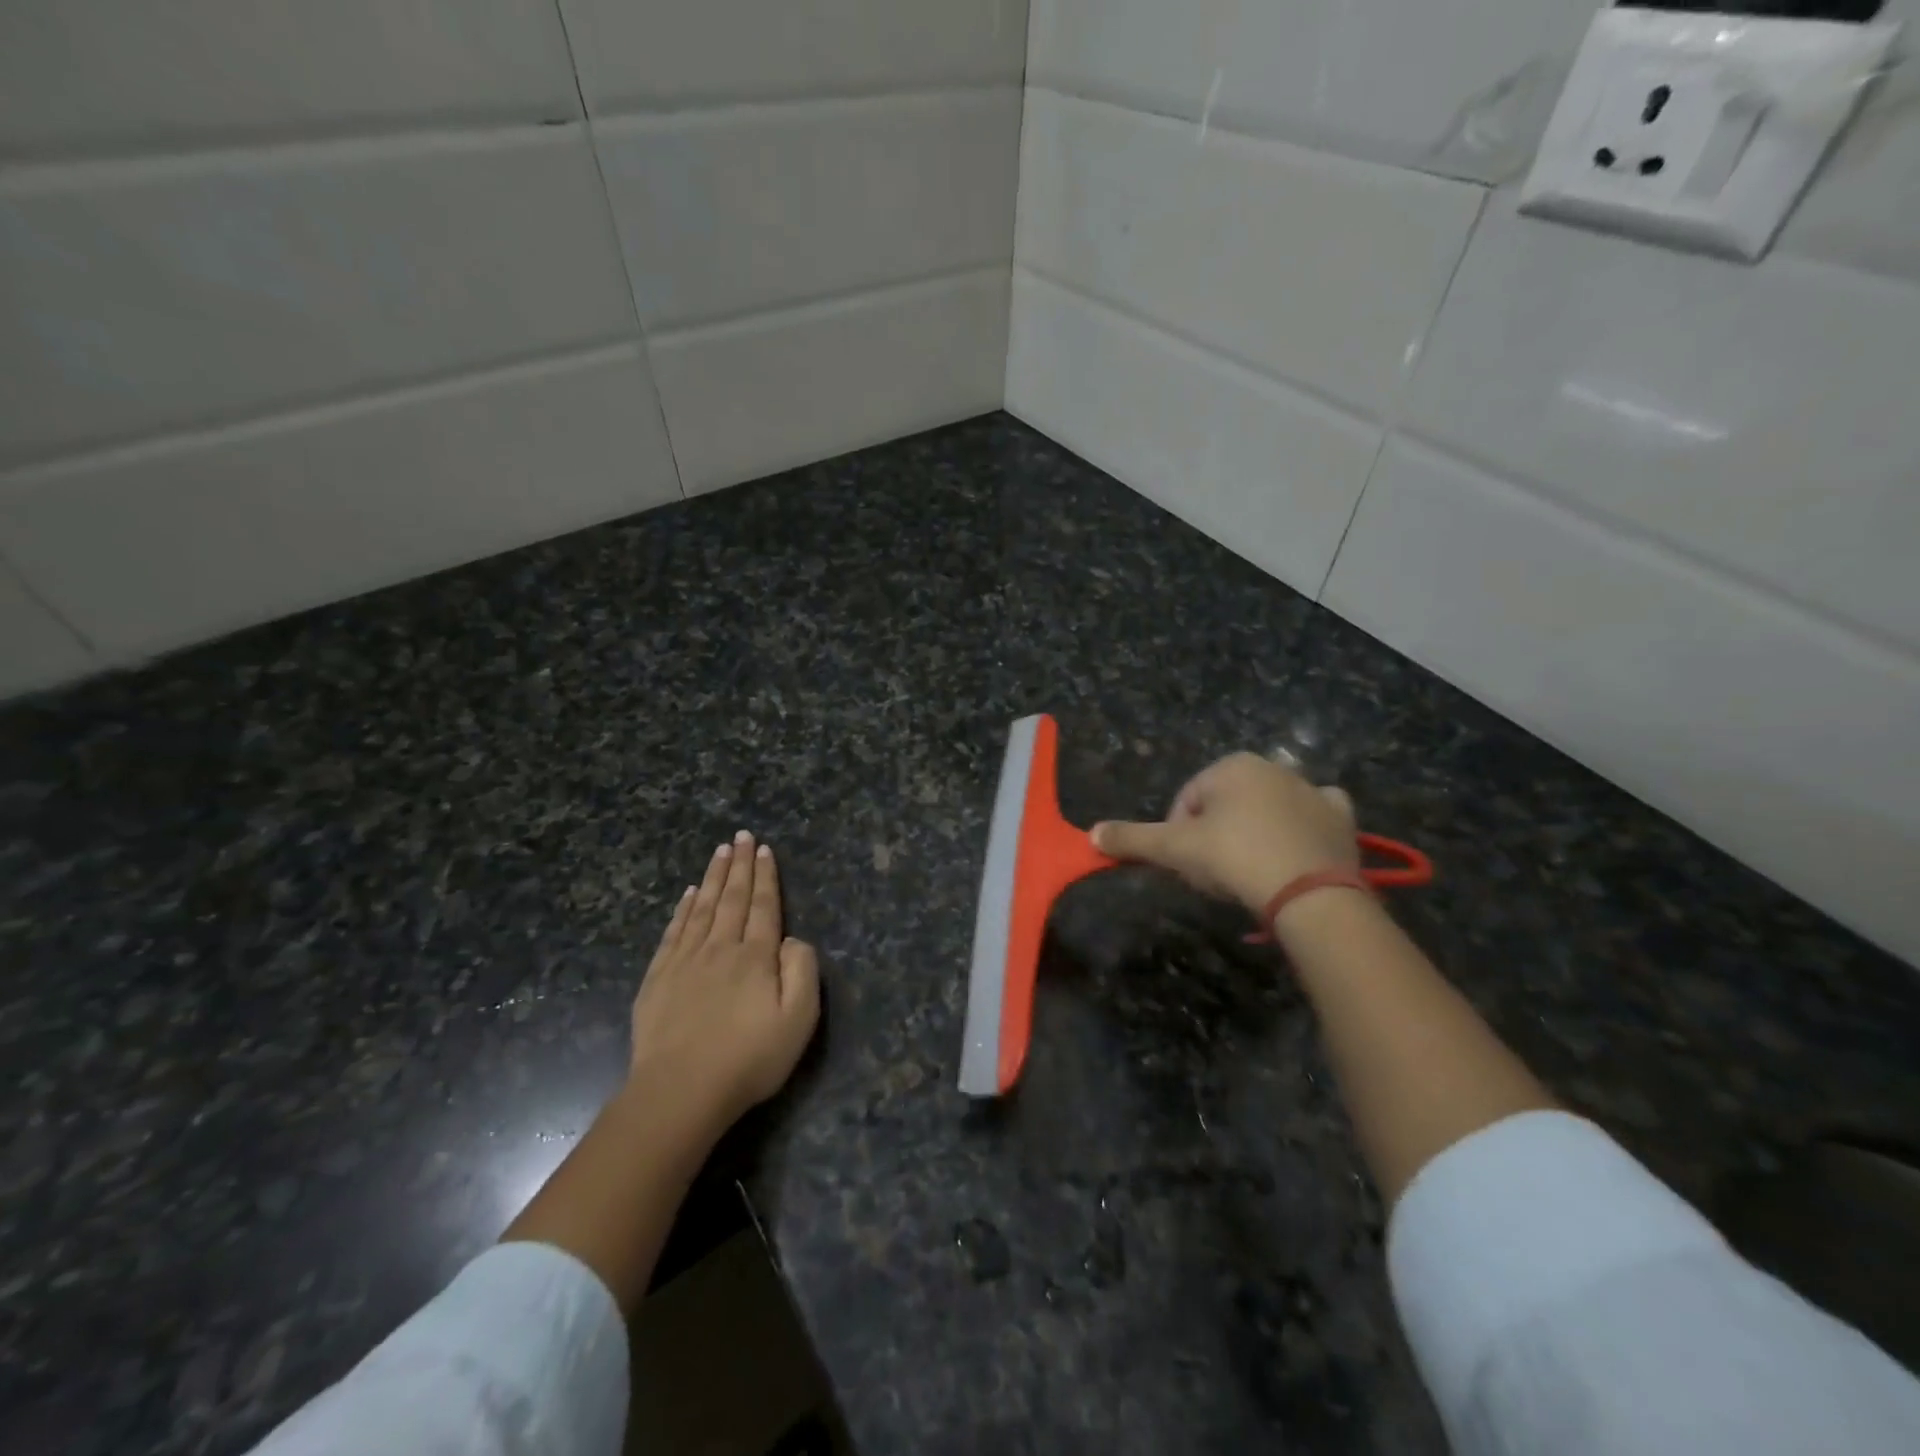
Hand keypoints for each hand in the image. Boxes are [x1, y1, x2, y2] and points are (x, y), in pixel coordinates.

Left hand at [629, 830, 819, 1131]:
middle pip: (733, 898)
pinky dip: (683, 909)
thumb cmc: (748, 1059)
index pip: (764, 906)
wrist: (679, 1093)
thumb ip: (802, 971)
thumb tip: (792, 940)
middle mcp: (721, 948)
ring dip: (713, 877)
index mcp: (756, 957)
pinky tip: (688, 894)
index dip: (766, 876)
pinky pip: (674, 931)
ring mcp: (685, 961)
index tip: (764, 849)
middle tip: (741, 836)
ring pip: (703, 907)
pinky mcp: (658, 978)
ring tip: (720, 851)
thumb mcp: (798, 1020)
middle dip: (740, 865)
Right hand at [1092, 753, 1357, 912]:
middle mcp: (1272, 767)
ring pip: (1268, 808)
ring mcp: (1311, 790)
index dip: (1178, 834)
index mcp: (1230, 766)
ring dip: (1255, 832)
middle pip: (1227, 804)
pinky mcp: (1339, 817)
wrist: (1309, 892)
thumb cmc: (1233, 859)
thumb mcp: (1174, 850)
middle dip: (1216, 835)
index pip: (1187, 800)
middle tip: (1216, 873)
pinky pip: (1315, 816)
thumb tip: (1092, 833)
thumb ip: (1132, 838)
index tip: (1186, 865)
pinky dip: (1304, 828)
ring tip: (1252, 872)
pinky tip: (1295, 851)